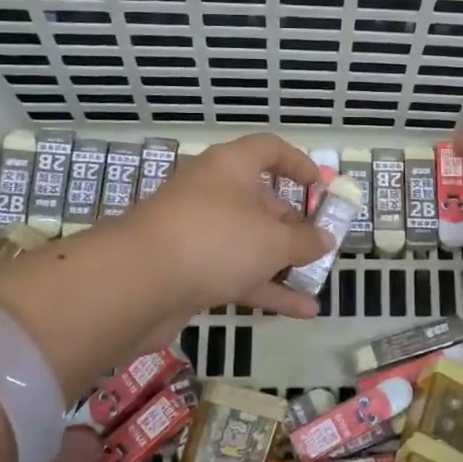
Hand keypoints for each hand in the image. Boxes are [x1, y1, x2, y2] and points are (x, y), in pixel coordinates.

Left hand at [121, 134, 335, 320]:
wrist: (137, 284)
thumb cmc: (215, 241)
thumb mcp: (273, 240)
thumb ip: (305, 240)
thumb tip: (325, 238)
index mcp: (230, 168)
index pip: (268, 150)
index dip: (298, 164)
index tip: (320, 188)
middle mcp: (212, 194)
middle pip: (259, 201)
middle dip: (292, 225)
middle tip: (318, 246)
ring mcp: (197, 233)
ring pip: (248, 243)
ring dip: (282, 263)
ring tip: (315, 283)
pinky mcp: (188, 270)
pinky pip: (235, 274)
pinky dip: (265, 289)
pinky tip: (300, 311)